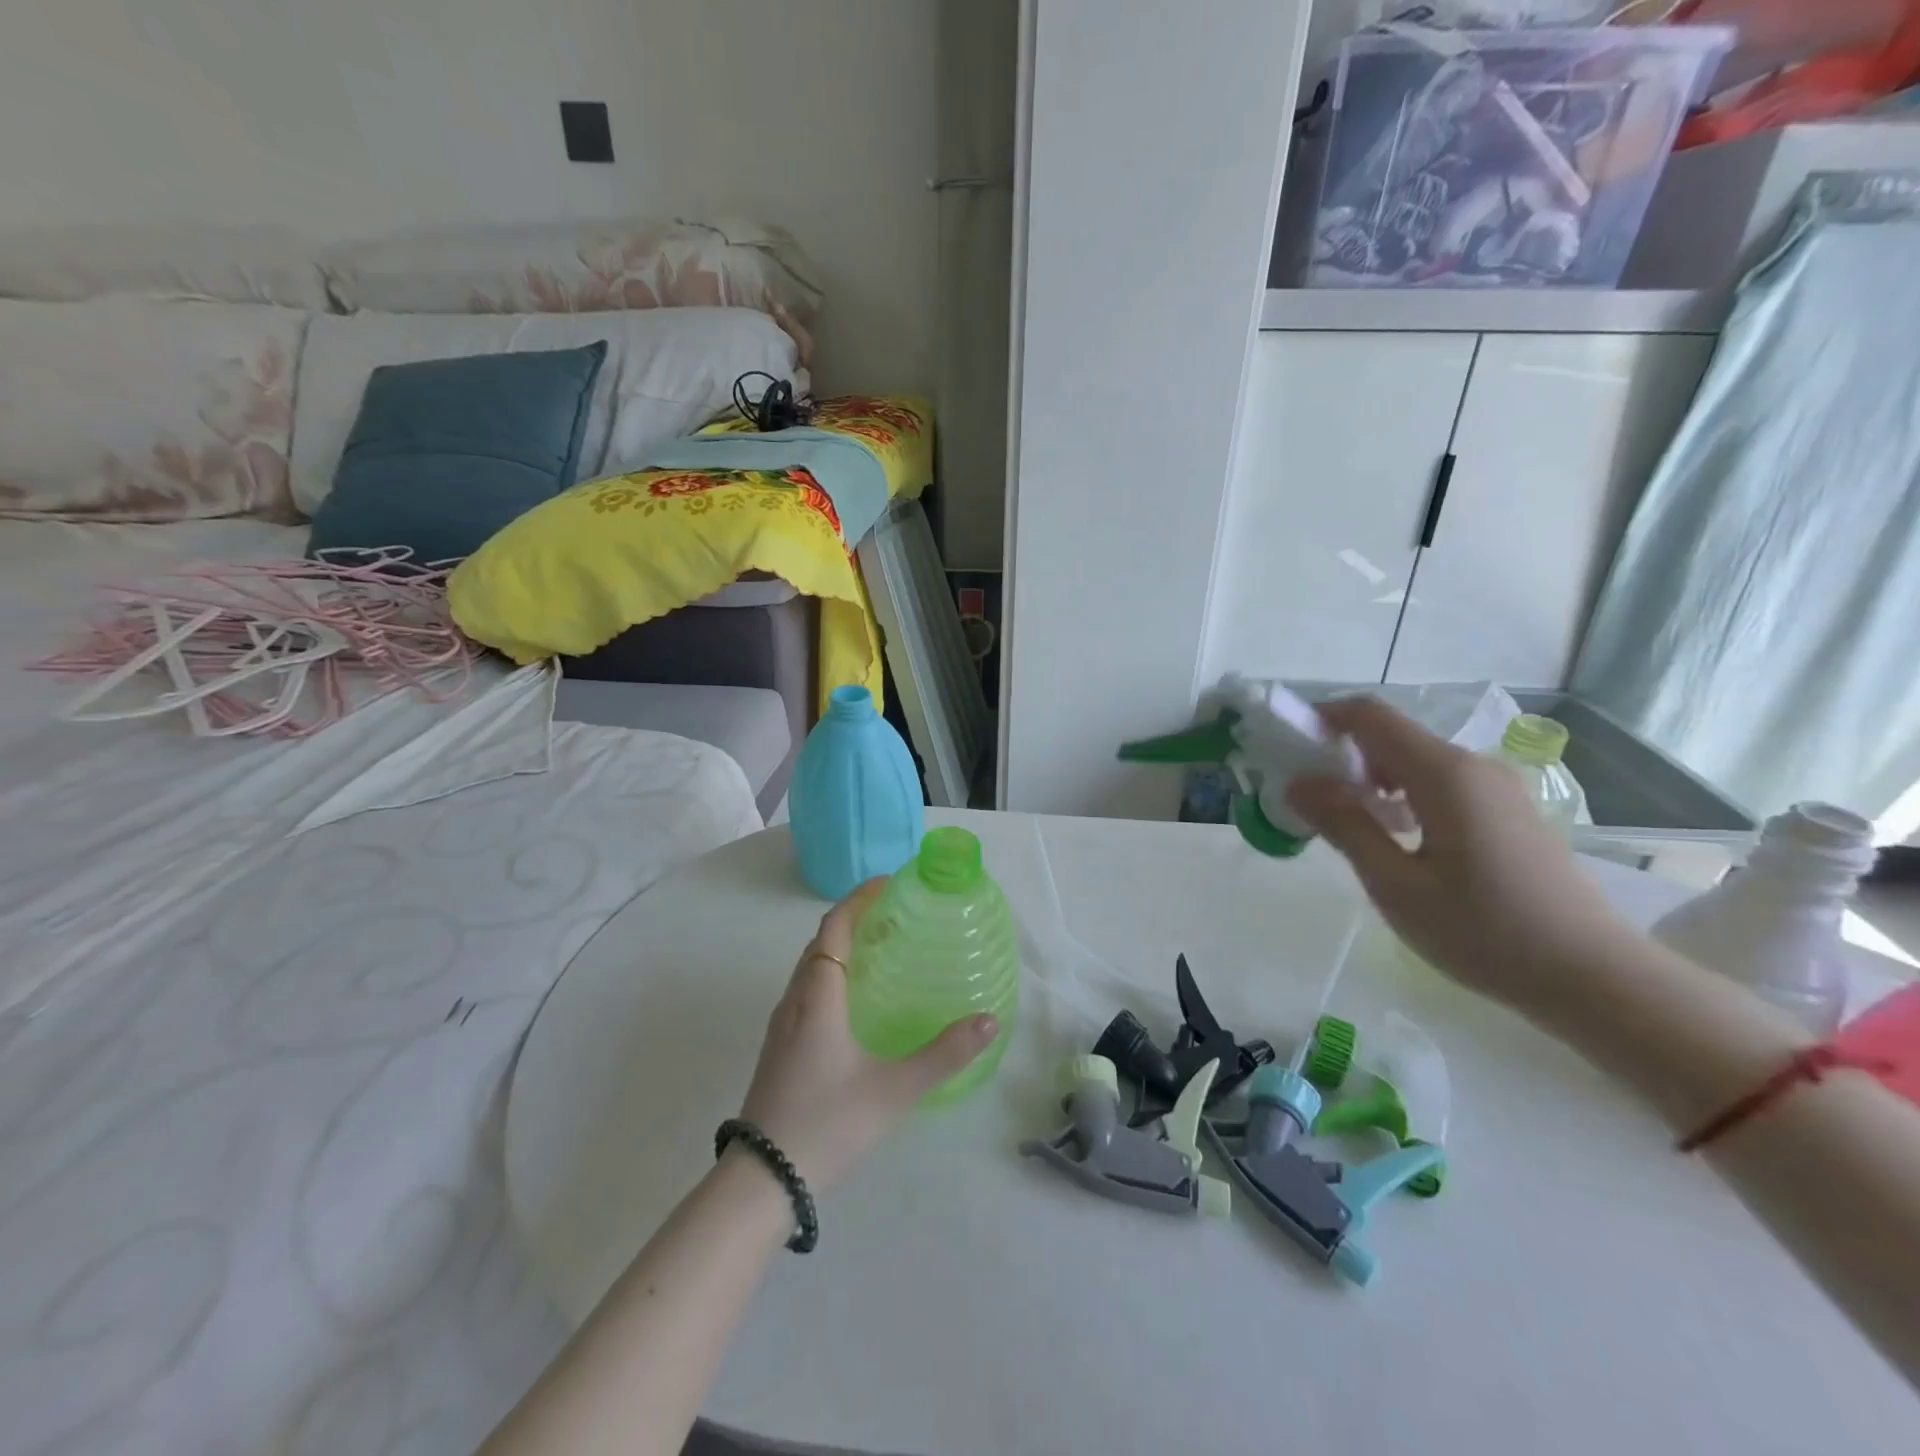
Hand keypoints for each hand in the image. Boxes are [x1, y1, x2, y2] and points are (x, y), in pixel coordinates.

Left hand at [737, 879, 998, 1190]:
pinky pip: (804, 991)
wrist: (762, 1181)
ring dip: (838, 947)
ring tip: (877, 950)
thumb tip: (989, 1021)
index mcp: (819, 997)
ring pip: (808, 969)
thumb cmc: (828, 1123)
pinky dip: (828, 975)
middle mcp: (794, 1001)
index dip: (858, 900)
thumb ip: (944, 1055)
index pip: (833, 928)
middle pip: (819, 943)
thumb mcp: (894, 1089)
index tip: (887, 884)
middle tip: (892, 915)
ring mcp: (780, 1026)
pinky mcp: (777, 1049)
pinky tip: (851, 1001)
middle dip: (852, 920)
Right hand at [1286, 698, 1641, 1015]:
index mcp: (1443, 774)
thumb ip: (1344, 824)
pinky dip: (1402, 796)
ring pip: (1414, 762)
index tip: (1287, 751)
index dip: (1323, 719)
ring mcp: (1496, 787)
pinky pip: (1439, 783)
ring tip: (1347, 828)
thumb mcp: (1395, 884)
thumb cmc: (1484, 932)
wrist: (1594, 977)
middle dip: (1341, 757)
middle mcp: (1472, 766)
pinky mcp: (1507, 811)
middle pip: (1391, 737)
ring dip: (1370, 781)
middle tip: (1307, 802)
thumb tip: (1297, 782)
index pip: (1370, 716)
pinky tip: (1397, 842)